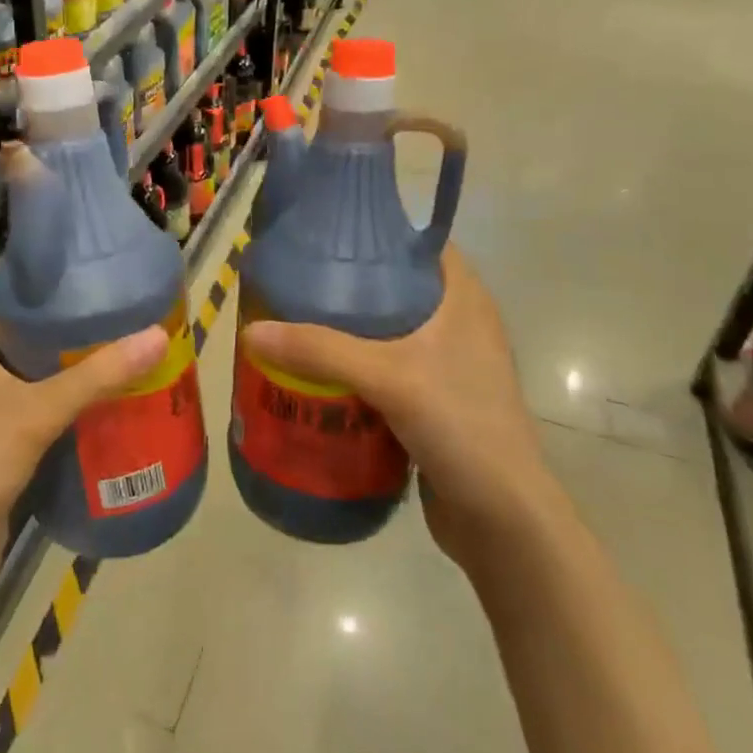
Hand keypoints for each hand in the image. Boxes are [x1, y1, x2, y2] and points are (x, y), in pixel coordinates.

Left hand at [0, 275, 167, 606]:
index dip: (35, 267)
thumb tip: (158, 335)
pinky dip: (68, 395)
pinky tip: (108, 393)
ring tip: (122, 338)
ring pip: (32, 367)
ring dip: (70, 357)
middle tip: (117, 299)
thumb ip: (95, 376)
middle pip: (21, 324)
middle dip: (65, 314)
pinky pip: (38, 403)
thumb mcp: (35, 412)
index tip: (83, 257)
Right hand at [238, 247, 547, 560]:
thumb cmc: (461, 426)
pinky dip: (355, 363)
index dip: (377, 232)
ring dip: (348, 327)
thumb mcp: (389, 378)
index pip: (420, 243)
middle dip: (349, 281)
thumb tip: (250, 331)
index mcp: (463, 299)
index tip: (327, 232)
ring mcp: (448, 365)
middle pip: (396, 285)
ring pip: (389, 330)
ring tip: (295, 317)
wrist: (502, 520)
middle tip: (297, 277)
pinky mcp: (433, 400)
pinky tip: (316, 369)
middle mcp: (459, 323)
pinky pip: (386, 367)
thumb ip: (320, 350)